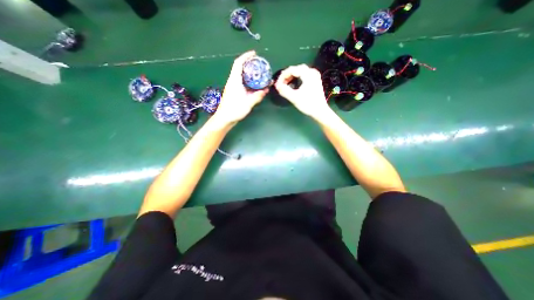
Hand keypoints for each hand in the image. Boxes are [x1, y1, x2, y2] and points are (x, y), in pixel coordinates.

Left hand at [213, 50, 268, 124]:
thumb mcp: (248, 103)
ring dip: (250, 73)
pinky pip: (242, 83)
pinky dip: (249, 81)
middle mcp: (233, 82)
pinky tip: (255, 85)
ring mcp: (233, 87)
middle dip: (249, 64)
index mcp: (235, 81)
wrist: (224, 118)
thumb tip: (266, 90)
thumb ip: (257, 96)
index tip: (254, 53)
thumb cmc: (234, 110)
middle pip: (240, 68)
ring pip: (241, 76)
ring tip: (259, 73)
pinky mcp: (234, 92)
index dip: (246, 56)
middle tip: (260, 64)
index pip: (238, 64)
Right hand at [273, 64, 331, 119]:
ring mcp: (315, 77)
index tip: (278, 84)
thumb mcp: (294, 98)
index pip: (292, 70)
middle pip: (297, 69)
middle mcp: (312, 73)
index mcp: (307, 75)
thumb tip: (277, 86)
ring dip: (293, 75)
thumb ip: (284, 91)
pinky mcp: (316, 82)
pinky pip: (305, 74)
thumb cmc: (308, 104)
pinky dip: (298, 77)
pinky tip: (296, 82)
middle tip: (281, 83)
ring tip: (287, 82)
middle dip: (287, 75)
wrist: (320, 111)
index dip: (283, 76)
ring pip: (301, 71)